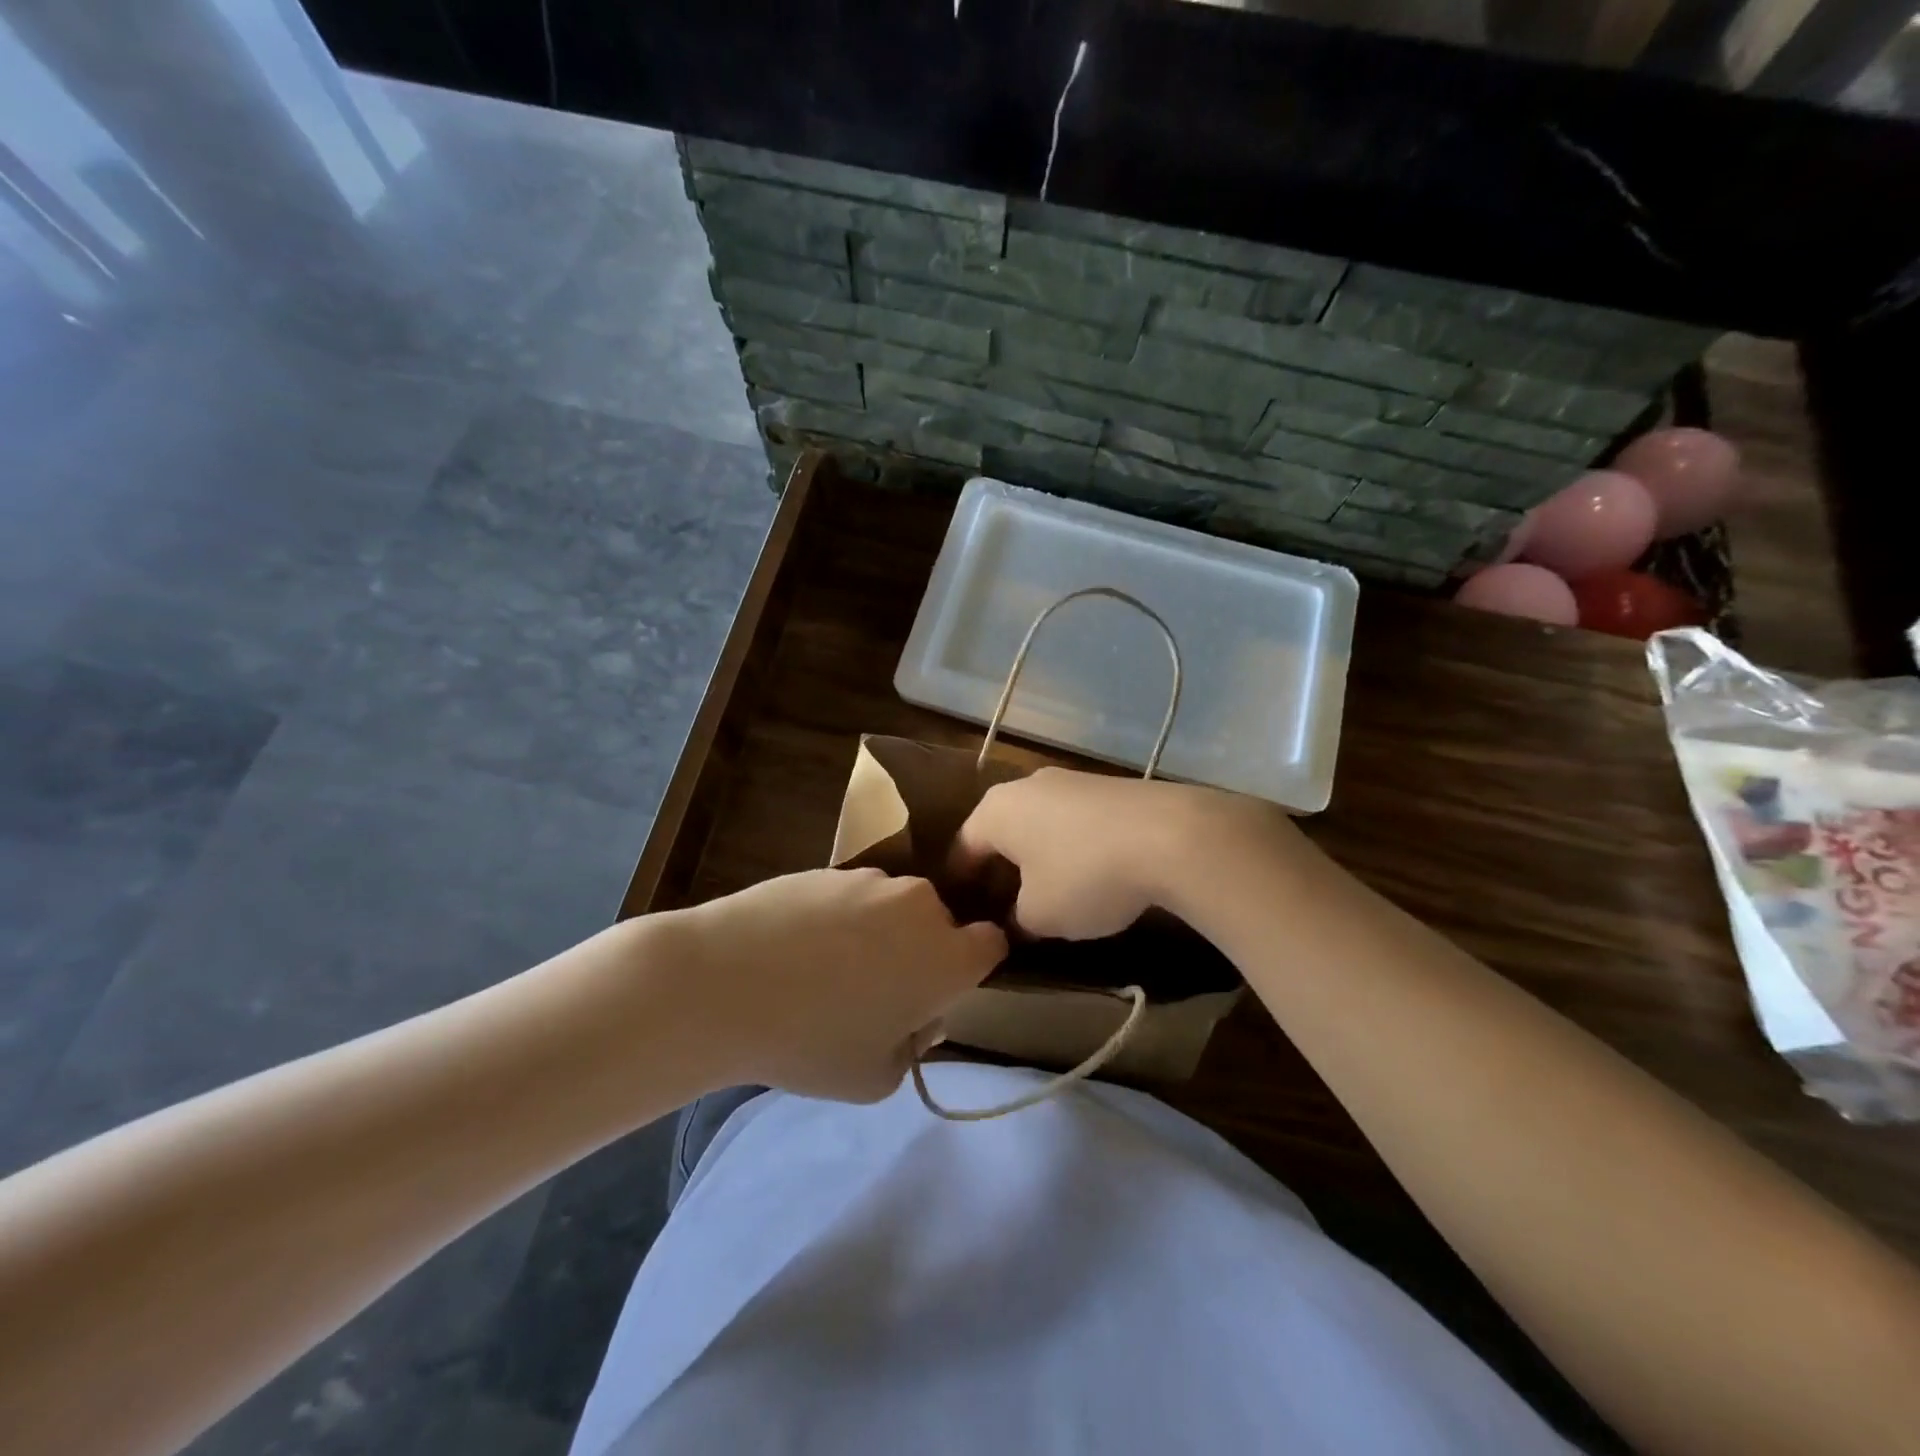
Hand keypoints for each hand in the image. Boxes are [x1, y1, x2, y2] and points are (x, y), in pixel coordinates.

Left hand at [669, 868, 1006, 1101]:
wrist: (723, 981)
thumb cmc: (811, 1040)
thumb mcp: (876, 1077)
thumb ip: (914, 1047)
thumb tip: (916, 1015)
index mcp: (947, 955)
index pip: (992, 945)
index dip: (972, 969)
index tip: (939, 993)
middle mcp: (919, 905)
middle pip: (939, 926)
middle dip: (922, 954)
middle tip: (877, 994)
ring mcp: (871, 881)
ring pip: (893, 910)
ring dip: (879, 935)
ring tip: (826, 972)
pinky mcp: (828, 868)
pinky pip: (851, 898)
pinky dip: (839, 920)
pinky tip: (796, 950)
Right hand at [952, 769, 1304, 939]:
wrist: (1170, 836)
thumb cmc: (1084, 876)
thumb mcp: (1040, 915)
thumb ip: (1017, 920)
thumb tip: (1015, 920)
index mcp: (996, 810)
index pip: (964, 847)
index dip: (961, 883)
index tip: (963, 911)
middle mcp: (1027, 785)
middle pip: (1002, 831)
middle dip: (1002, 868)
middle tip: (1005, 906)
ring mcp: (1071, 781)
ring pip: (1040, 823)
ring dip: (1039, 856)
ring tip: (1050, 891)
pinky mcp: (1109, 786)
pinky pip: (1075, 820)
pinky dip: (1073, 846)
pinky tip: (1091, 873)